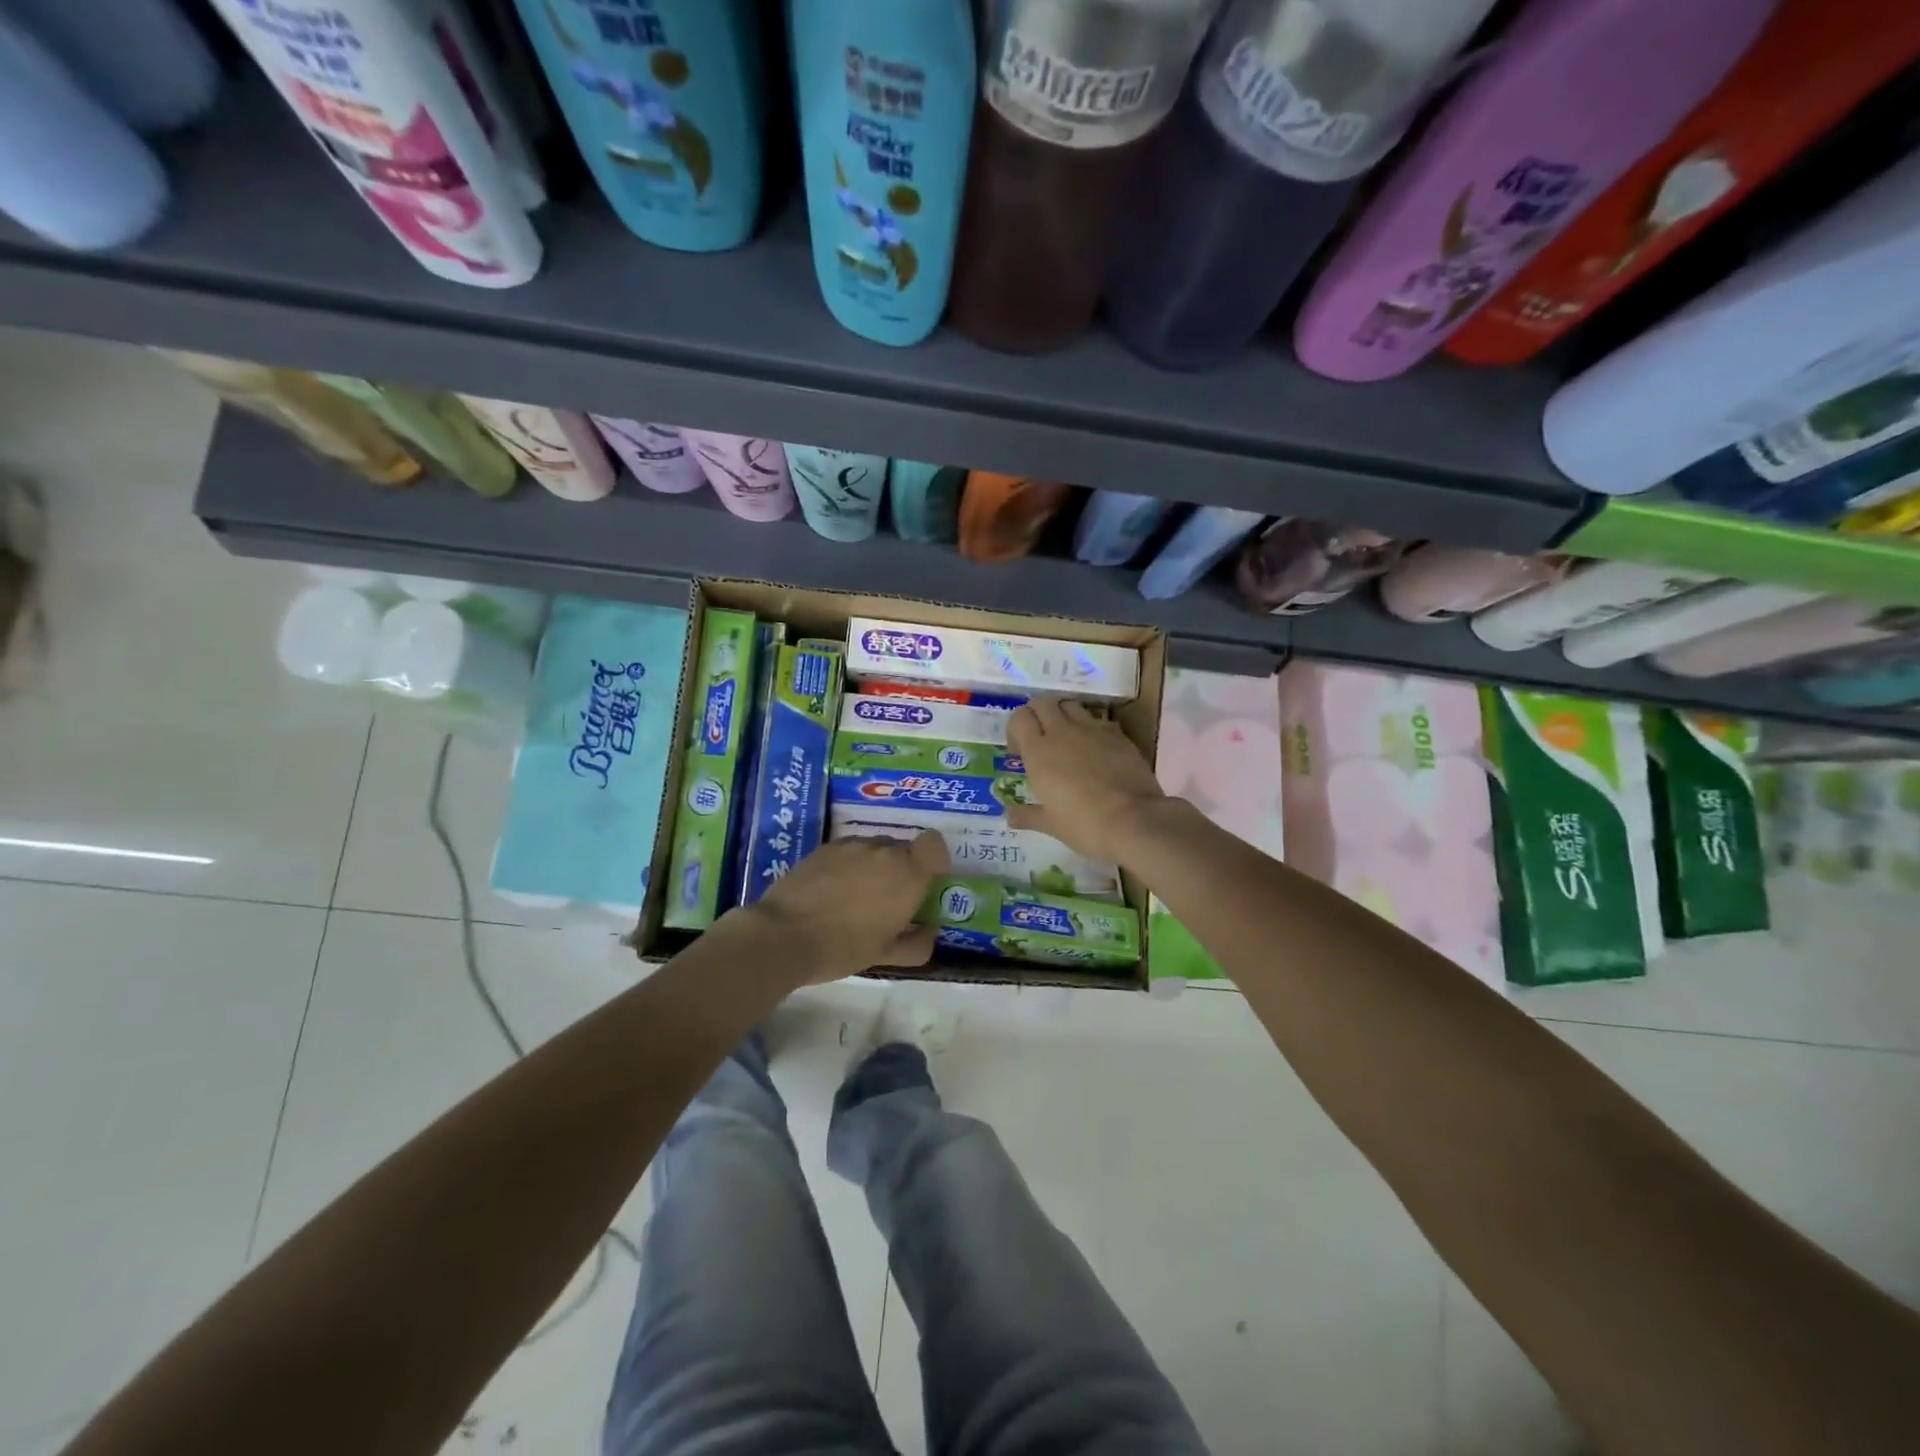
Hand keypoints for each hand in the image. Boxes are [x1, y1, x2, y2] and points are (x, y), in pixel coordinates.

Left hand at [747, 831, 950, 981]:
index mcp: (907, 873)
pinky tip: (831, 893)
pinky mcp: (824, 848)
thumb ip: (917, 943)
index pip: (934, 844)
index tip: (924, 883)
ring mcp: (851, 845)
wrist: (783, 935)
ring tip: (855, 899)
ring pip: (874, 849)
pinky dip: (848, 866)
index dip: (933, 860)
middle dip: (902, 870)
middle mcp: (883, 850)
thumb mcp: (886, 955)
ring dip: (874, 867)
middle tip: (888, 902)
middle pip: (903, 849)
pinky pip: (849, 851)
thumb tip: (929, 931)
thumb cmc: (843, 947)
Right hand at [1006, 698, 1169, 858]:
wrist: (1133, 821)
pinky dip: (1092, 730)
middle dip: (1037, 715)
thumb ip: (1028, 816)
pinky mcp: (1118, 735)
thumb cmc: (1084, 825)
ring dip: (1064, 716)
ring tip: (1068, 741)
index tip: (1019, 752)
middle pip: (1043, 703)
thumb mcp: (1051, 824)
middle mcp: (1062, 733)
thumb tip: (1011, 817)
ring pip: (1071, 706)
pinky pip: (1099, 722)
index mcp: (1039, 752)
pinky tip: (1097, 752)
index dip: (1016, 729)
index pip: (1019, 718)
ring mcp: (1093, 730)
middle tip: (1041, 739)